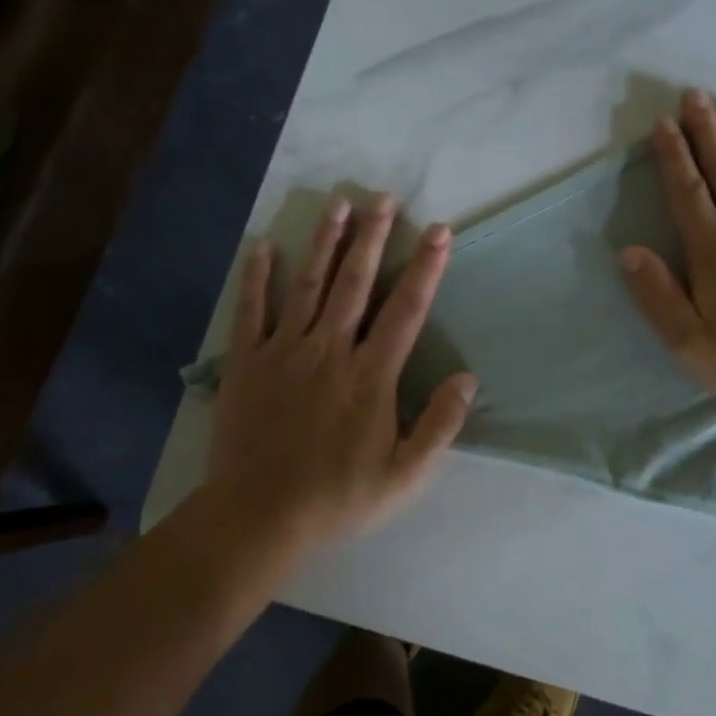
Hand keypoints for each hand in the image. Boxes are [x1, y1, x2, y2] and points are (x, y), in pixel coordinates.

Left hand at [203, 196, 477, 546]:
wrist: (258, 517)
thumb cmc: (337, 497)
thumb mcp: (405, 476)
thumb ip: (439, 425)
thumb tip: (467, 378)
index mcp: (370, 375)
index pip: (406, 310)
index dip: (426, 267)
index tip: (439, 230)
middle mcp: (330, 350)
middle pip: (355, 283)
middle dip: (373, 237)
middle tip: (384, 197)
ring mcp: (284, 352)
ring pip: (308, 285)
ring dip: (325, 241)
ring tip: (337, 203)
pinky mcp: (247, 362)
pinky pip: (251, 311)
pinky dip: (257, 277)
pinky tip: (262, 246)